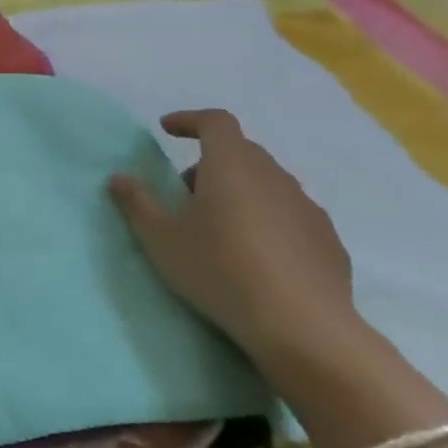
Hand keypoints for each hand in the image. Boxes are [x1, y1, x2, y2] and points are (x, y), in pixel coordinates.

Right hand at [107, 108, 360, 369]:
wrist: (303, 327)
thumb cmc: (220, 270)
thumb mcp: (161, 238)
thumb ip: (137, 203)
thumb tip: (119, 178)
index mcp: (232, 165)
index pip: (215, 122)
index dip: (189, 120)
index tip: (167, 130)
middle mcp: (274, 176)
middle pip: (241, 152)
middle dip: (210, 163)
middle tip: (187, 193)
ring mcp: (307, 208)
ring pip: (268, 184)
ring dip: (242, 192)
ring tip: (222, 228)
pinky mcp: (329, 241)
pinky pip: (291, 216)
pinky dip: (270, 221)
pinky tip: (258, 256)